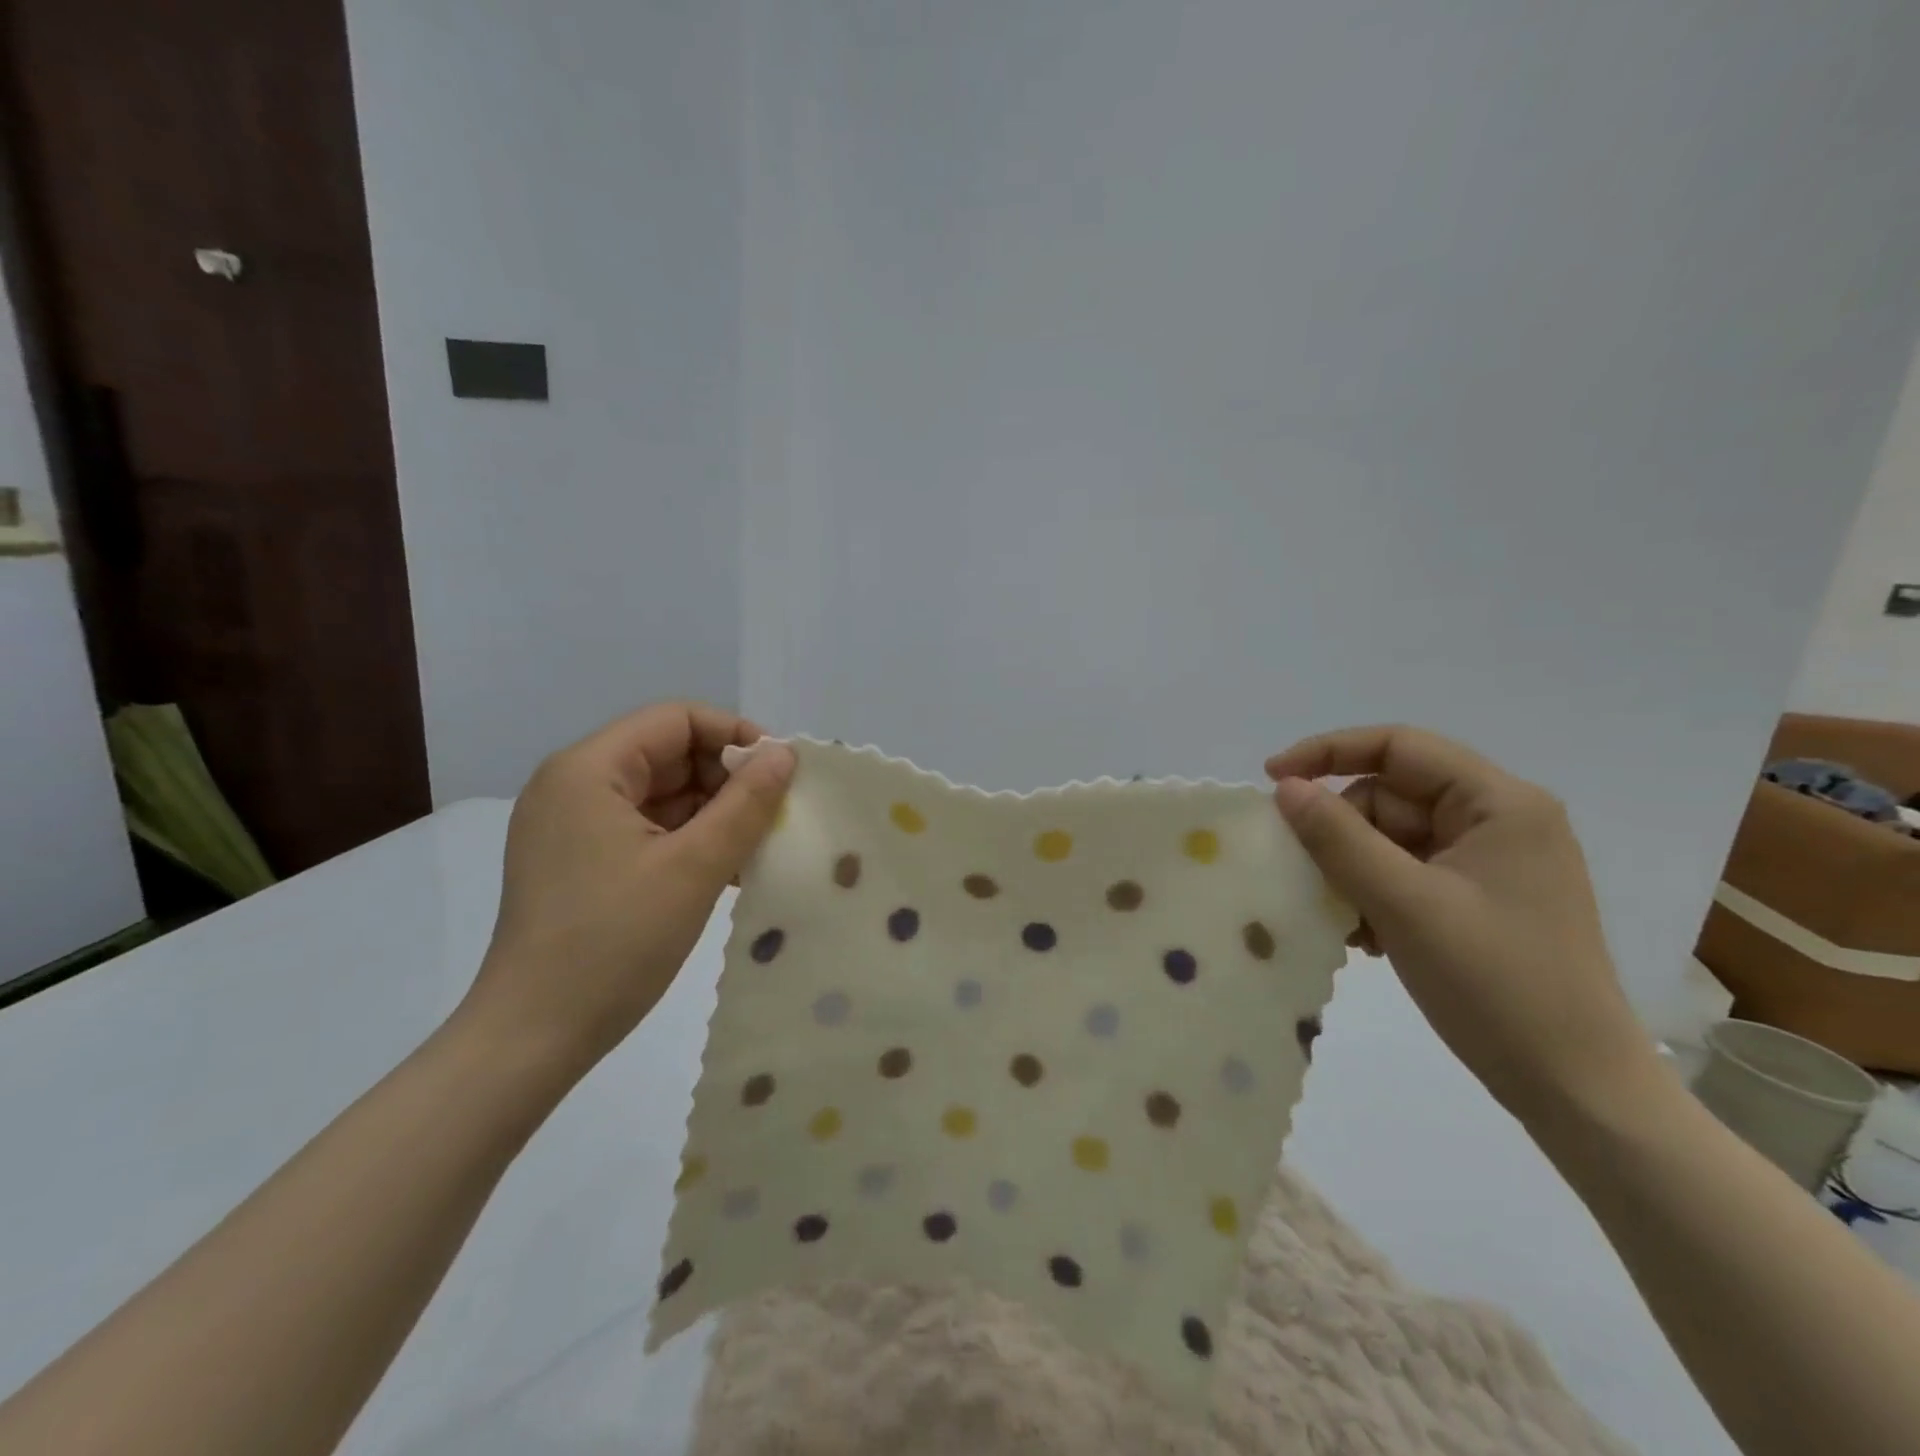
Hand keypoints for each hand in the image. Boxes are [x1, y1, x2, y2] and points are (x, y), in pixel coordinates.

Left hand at [462, 702, 795, 1072]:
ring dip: (713, 813)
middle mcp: (574, 785)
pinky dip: (688, 840)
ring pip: (661, 794)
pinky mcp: (580, 862)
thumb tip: (784, 754)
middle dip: (727, 778)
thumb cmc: (614, 942)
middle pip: (668, 754)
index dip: (734, 735)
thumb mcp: (694, 867)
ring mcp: (574, 826)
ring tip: (758, 845)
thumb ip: (746, 803)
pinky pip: (646, 829)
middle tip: (775, 814)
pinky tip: (727, 869)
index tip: (780, 772)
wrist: (533, 1038)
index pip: (675, 720)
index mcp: (588, 770)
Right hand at [1266, 725, 1656, 1120]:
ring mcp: (1491, 863)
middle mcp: (1499, 821)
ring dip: (1353, 869)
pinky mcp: (1480, 900)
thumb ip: (1338, 837)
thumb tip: (1287, 788)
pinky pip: (1406, 873)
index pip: (1399, 747)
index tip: (1273, 780)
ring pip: (1392, 838)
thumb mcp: (1404, 903)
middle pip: (1391, 796)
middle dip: (1342, 830)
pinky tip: (1364, 936)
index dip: (1329, 753)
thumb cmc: (1496, 985)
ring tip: (1340, 918)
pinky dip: (1374, 893)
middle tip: (1306, 874)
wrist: (1575, 1089)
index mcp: (1499, 804)